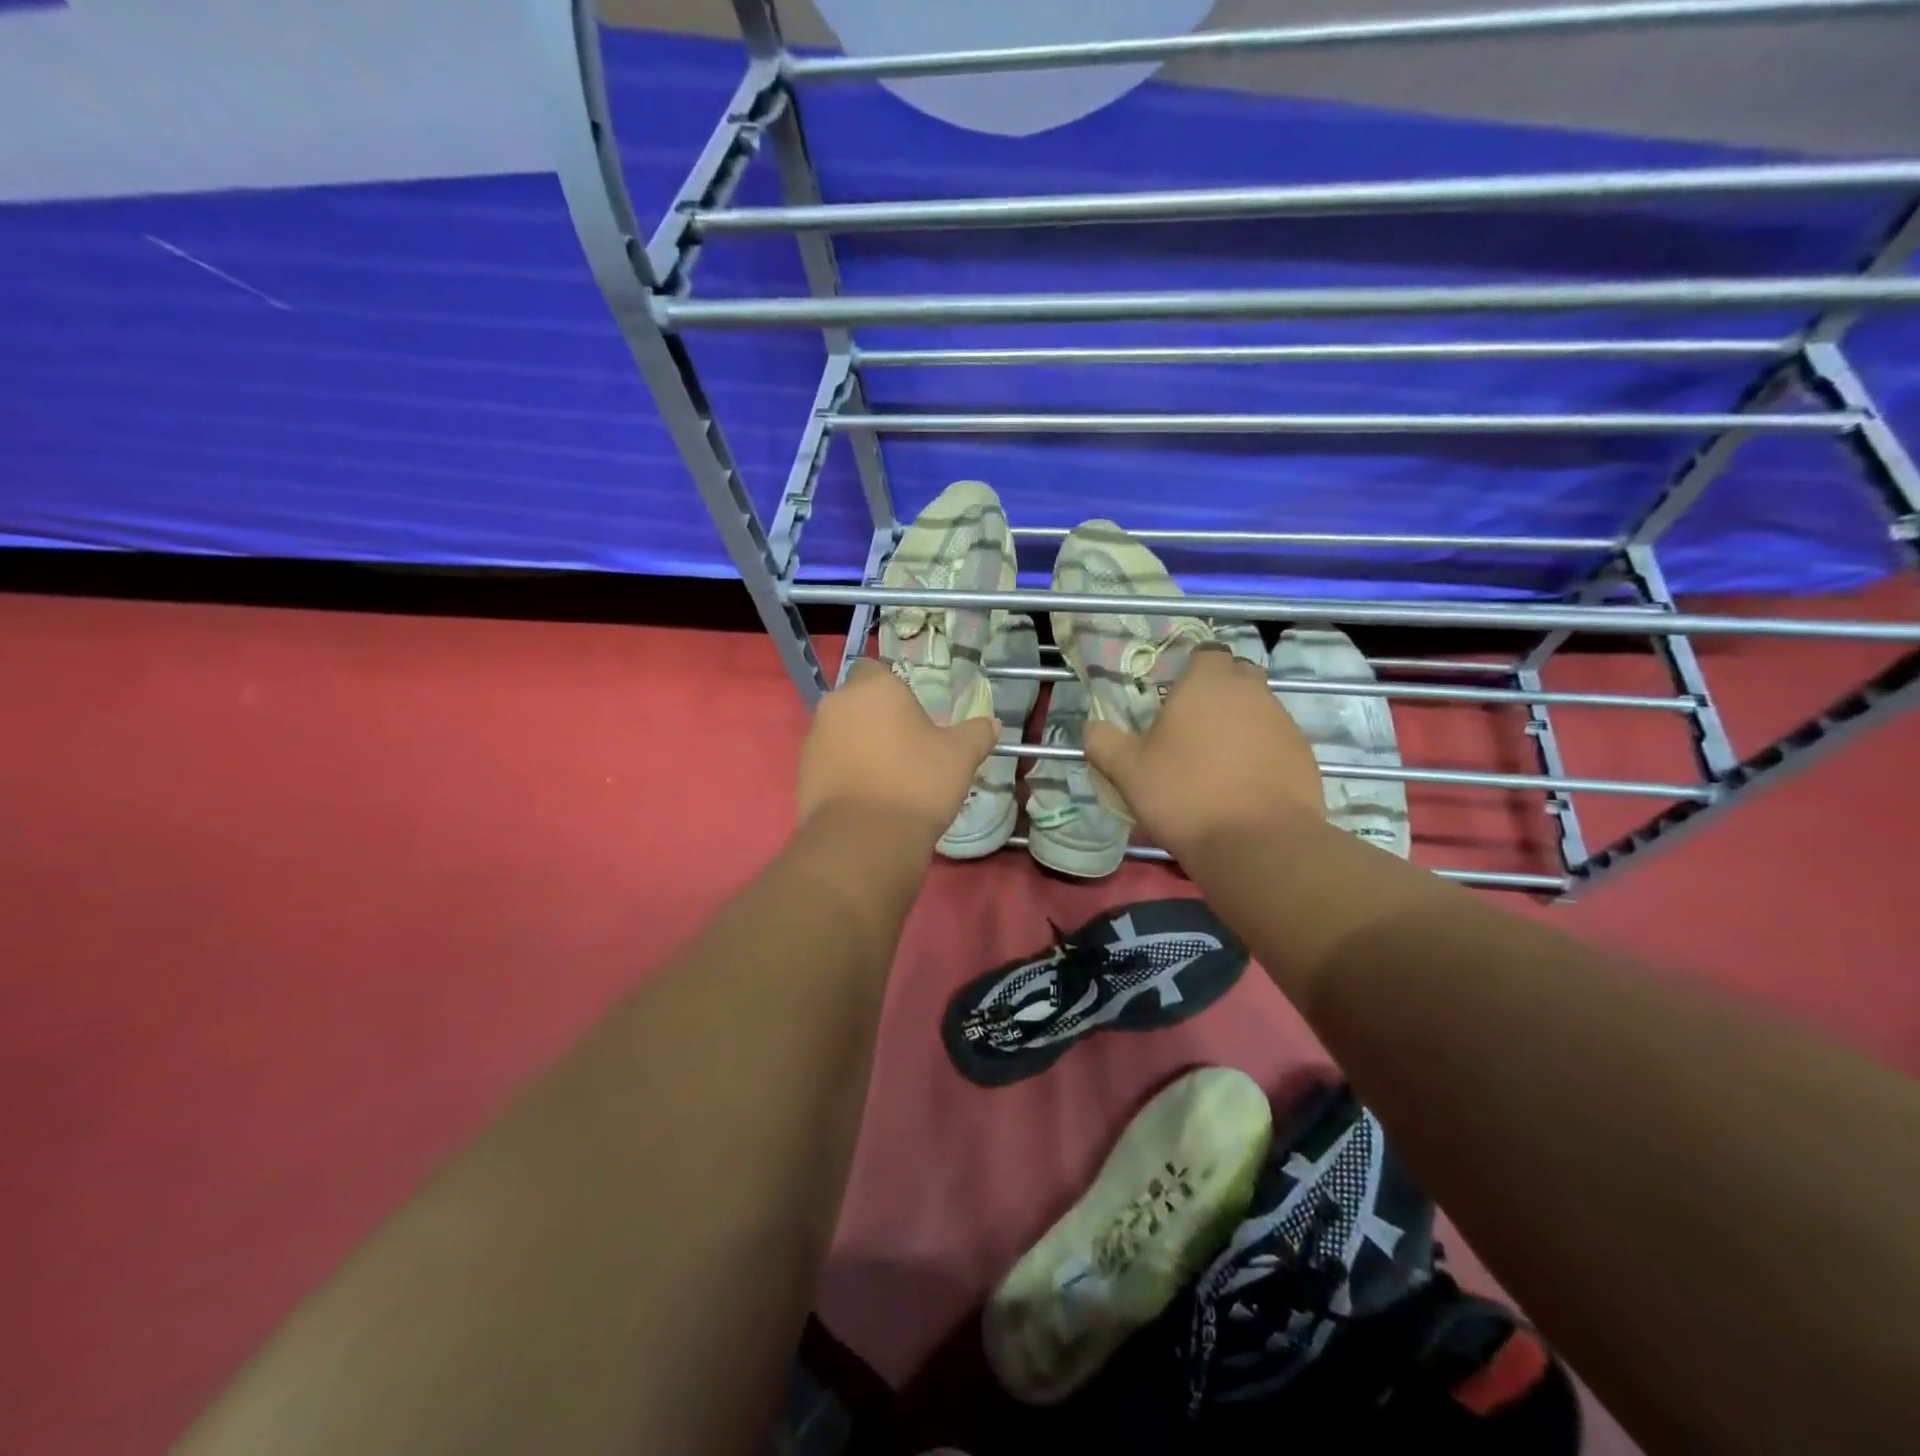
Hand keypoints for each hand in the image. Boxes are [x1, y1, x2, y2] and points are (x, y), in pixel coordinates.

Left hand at [797, 660, 998, 843]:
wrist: (864, 840)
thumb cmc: (916, 782)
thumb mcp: (960, 757)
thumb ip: (976, 734)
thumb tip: (991, 724)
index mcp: (872, 688)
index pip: (875, 668)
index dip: (893, 688)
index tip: (914, 714)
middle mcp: (836, 705)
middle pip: (857, 702)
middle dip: (876, 718)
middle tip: (907, 746)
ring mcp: (814, 740)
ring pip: (841, 732)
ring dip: (860, 745)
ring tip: (888, 776)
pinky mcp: (803, 774)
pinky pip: (830, 763)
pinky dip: (846, 772)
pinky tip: (869, 797)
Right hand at [1084, 644, 1324, 860]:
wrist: (1257, 844)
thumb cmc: (1185, 794)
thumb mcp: (1127, 771)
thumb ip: (1103, 742)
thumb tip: (1092, 729)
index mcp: (1207, 682)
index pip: (1205, 653)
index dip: (1190, 672)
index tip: (1173, 701)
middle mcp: (1251, 691)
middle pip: (1235, 677)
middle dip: (1217, 694)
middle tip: (1191, 730)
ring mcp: (1284, 722)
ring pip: (1258, 710)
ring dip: (1239, 726)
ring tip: (1216, 765)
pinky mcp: (1305, 755)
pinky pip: (1276, 743)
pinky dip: (1261, 755)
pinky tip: (1243, 787)